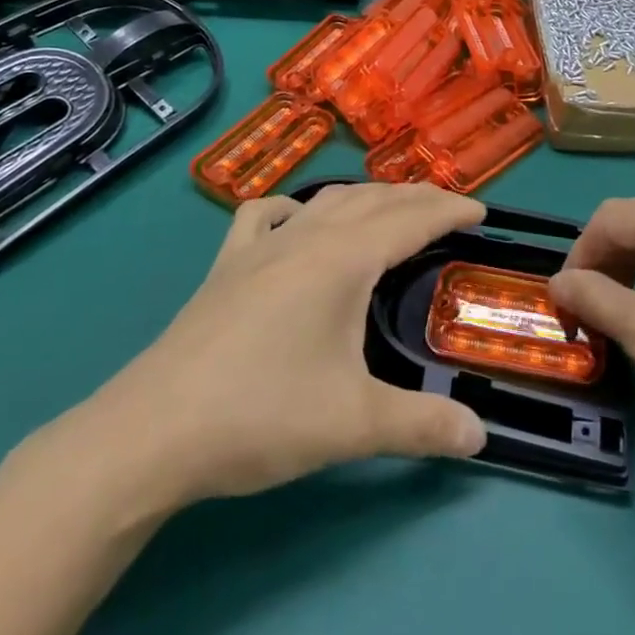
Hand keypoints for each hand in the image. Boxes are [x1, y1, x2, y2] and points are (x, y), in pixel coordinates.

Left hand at [55, 184, 488, 516]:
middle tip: (450, 208)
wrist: (152, 431)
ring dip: (366, 198)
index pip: (410, 219)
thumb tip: (481, 436)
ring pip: (324, 201)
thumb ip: (424, 426)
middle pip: (372, 200)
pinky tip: (295, 222)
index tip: (482, 212)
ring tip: (390, 211)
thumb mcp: (355, 424)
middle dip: (417, 198)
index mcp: (342, 260)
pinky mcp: (225, 267)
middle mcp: (305, 238)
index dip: (450, 211)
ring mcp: (259, 248)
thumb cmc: (262, 415)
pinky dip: (293, 209)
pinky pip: (264, 216)